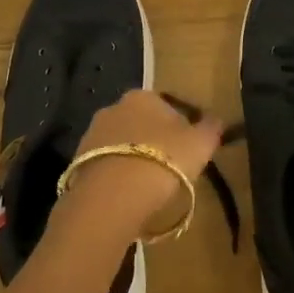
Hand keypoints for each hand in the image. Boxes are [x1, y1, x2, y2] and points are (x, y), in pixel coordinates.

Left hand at [65, 90, 223, 229]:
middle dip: (153, 142)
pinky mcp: (77, 162)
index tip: (188, 151)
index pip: (166, 106)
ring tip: (148, 187)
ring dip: (133, 159)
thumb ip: (210, 128)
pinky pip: (106, 165)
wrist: (114, 195)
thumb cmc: (164, 160)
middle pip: (141, 124)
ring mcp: (91, 134)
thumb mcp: (201, 144)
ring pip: (121, 145)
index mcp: (143, 96)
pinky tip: (128, 195)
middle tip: (169, 169)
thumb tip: (216, 120)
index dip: (180, 128)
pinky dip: (117, 176)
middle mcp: (113, 108)